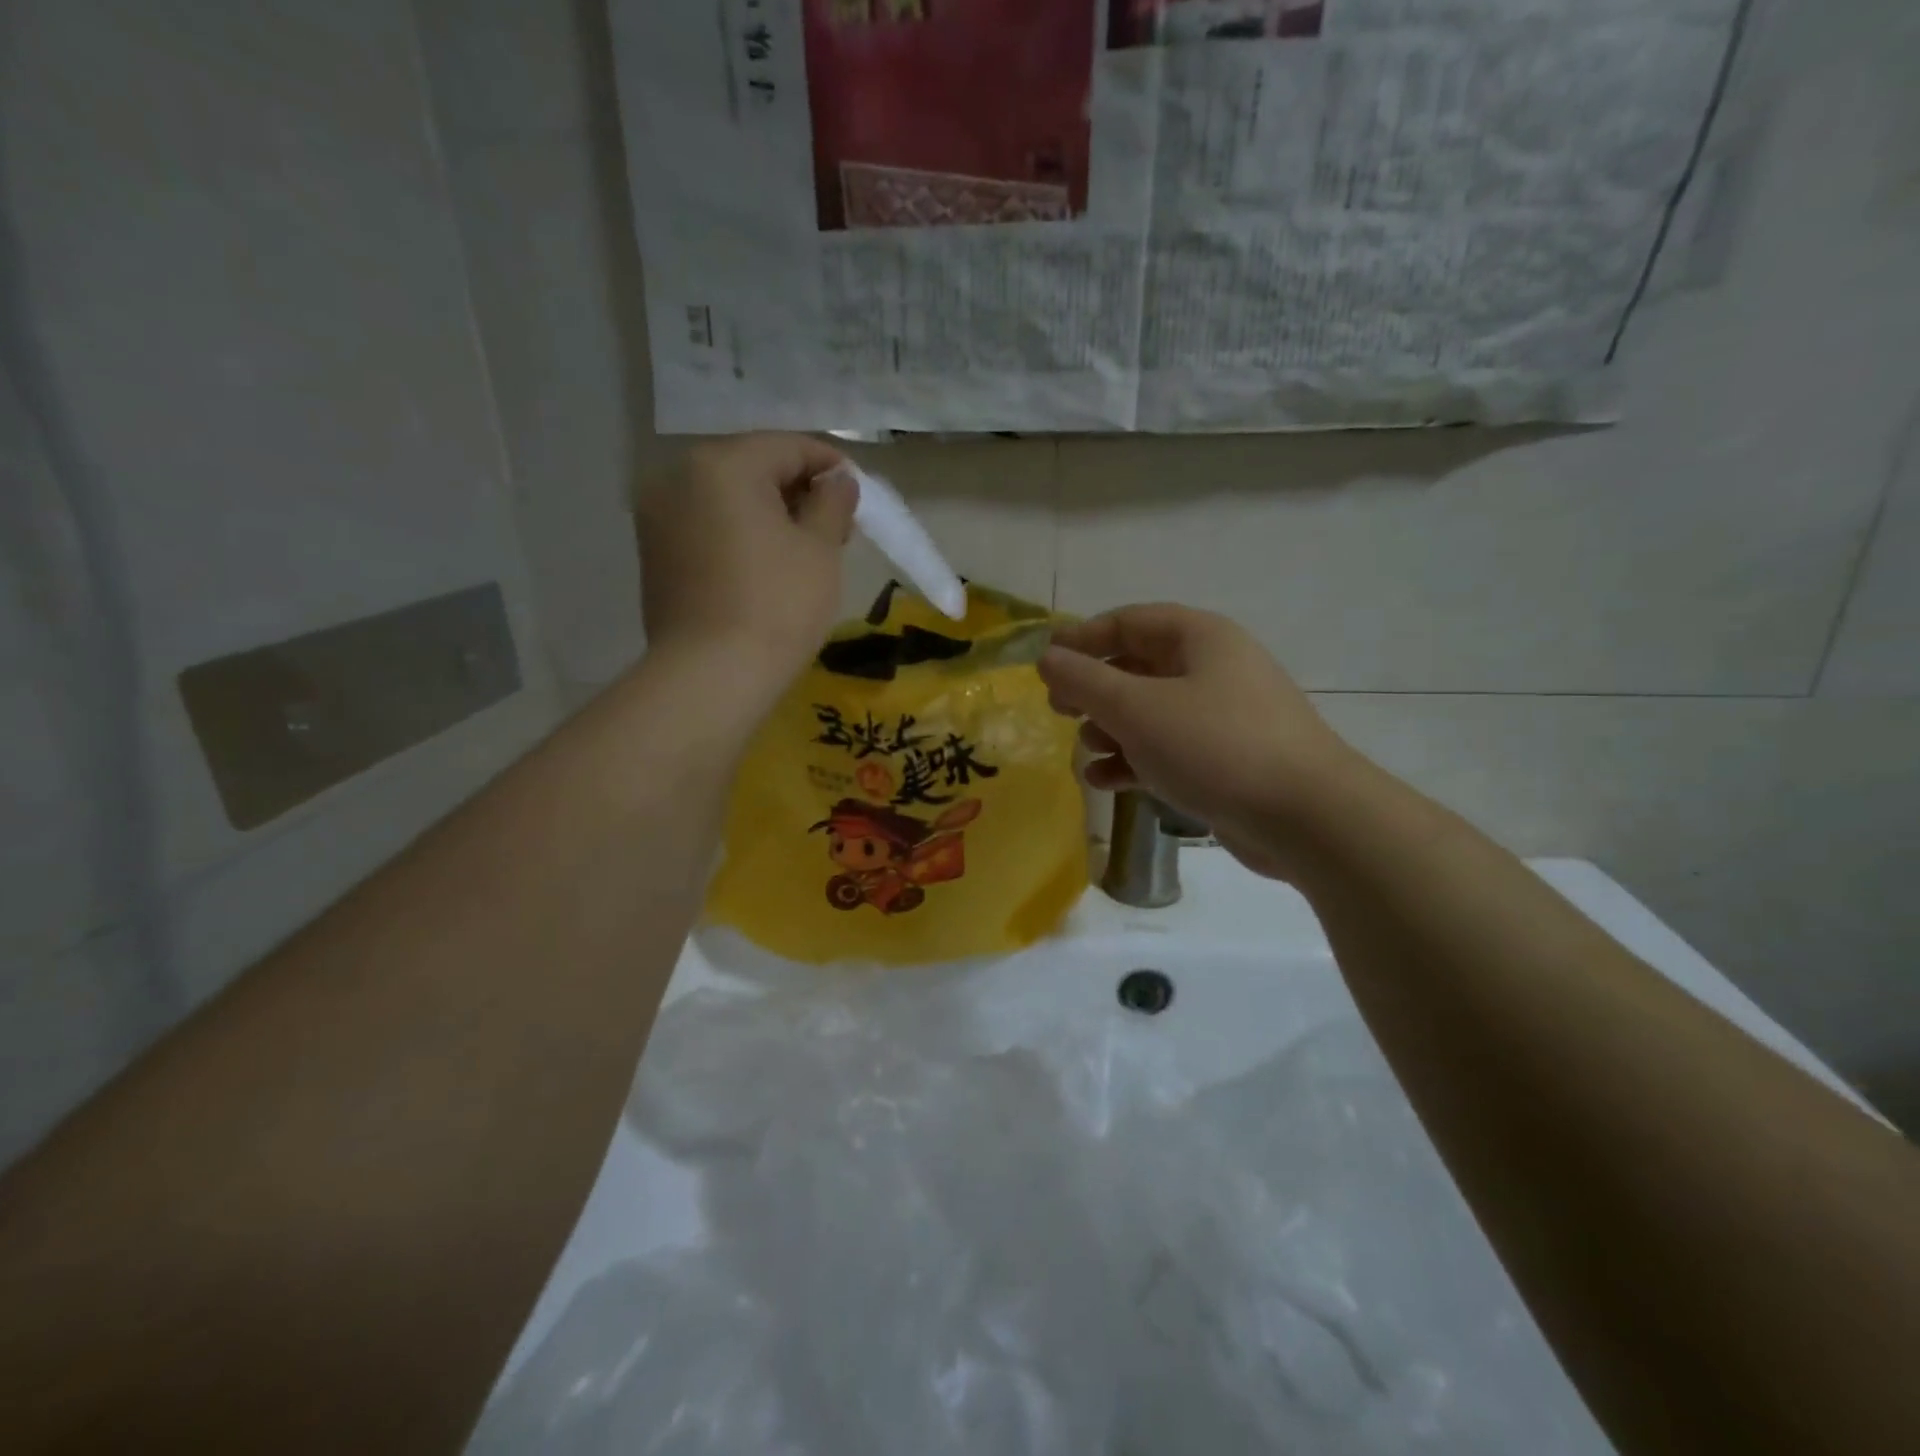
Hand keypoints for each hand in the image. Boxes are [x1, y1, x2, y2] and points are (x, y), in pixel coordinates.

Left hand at [635, 433, 856, 684]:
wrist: (711, 676)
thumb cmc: (778, 605)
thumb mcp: (820, 549)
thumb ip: (832, 502)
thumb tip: (838, 479)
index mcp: (722, 464)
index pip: (788, 447)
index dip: (830, 465)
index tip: (857, 492)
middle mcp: (678, 476)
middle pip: (752, 468)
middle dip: (797, 490)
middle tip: (834, 526)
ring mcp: (658, 515)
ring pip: (726, 497)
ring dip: (767, 512)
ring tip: (803, 549)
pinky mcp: (653, 553)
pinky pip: (706, 525)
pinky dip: (738, 532)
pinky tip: (764, 565)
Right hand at [1038, 605, 1360, 878]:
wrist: (1305, 817)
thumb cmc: (1214, 746)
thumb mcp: (1137, 708)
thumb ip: (1085, 680)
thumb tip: (1048, 657)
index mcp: (1200, 638)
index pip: (1129, 621)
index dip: (1082, 637)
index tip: (1044, 661)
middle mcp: (1214, 668)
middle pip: (1139, 666)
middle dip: (1094, 688)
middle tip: (1058, 709)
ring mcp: (1224, 715)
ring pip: (1152, 711)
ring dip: (1112, 728)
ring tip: (1085, 750)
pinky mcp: (1227, 759)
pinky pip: (1170, 747)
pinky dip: (1137, 758)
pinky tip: (1106, 781)